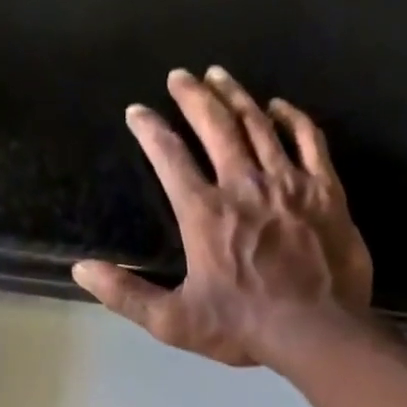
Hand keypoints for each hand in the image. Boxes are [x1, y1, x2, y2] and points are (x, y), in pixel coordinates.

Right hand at [73, 66, 374, 368]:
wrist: (315, 330)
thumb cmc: (241, 327)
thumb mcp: (172, 321)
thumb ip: (126, 294)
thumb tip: (82, 270)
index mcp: (203, 214)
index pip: (169, 158)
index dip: (150, 130)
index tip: (136, 111)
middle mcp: (243, 185)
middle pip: (215, 126)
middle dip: (193, 96)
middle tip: (180, 75)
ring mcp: (288, 183)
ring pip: (259, 124)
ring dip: (236, 96)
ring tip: (219, 76)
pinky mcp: (324, 189)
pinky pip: (308, 139)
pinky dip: (292, 117)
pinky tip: (280, 106)